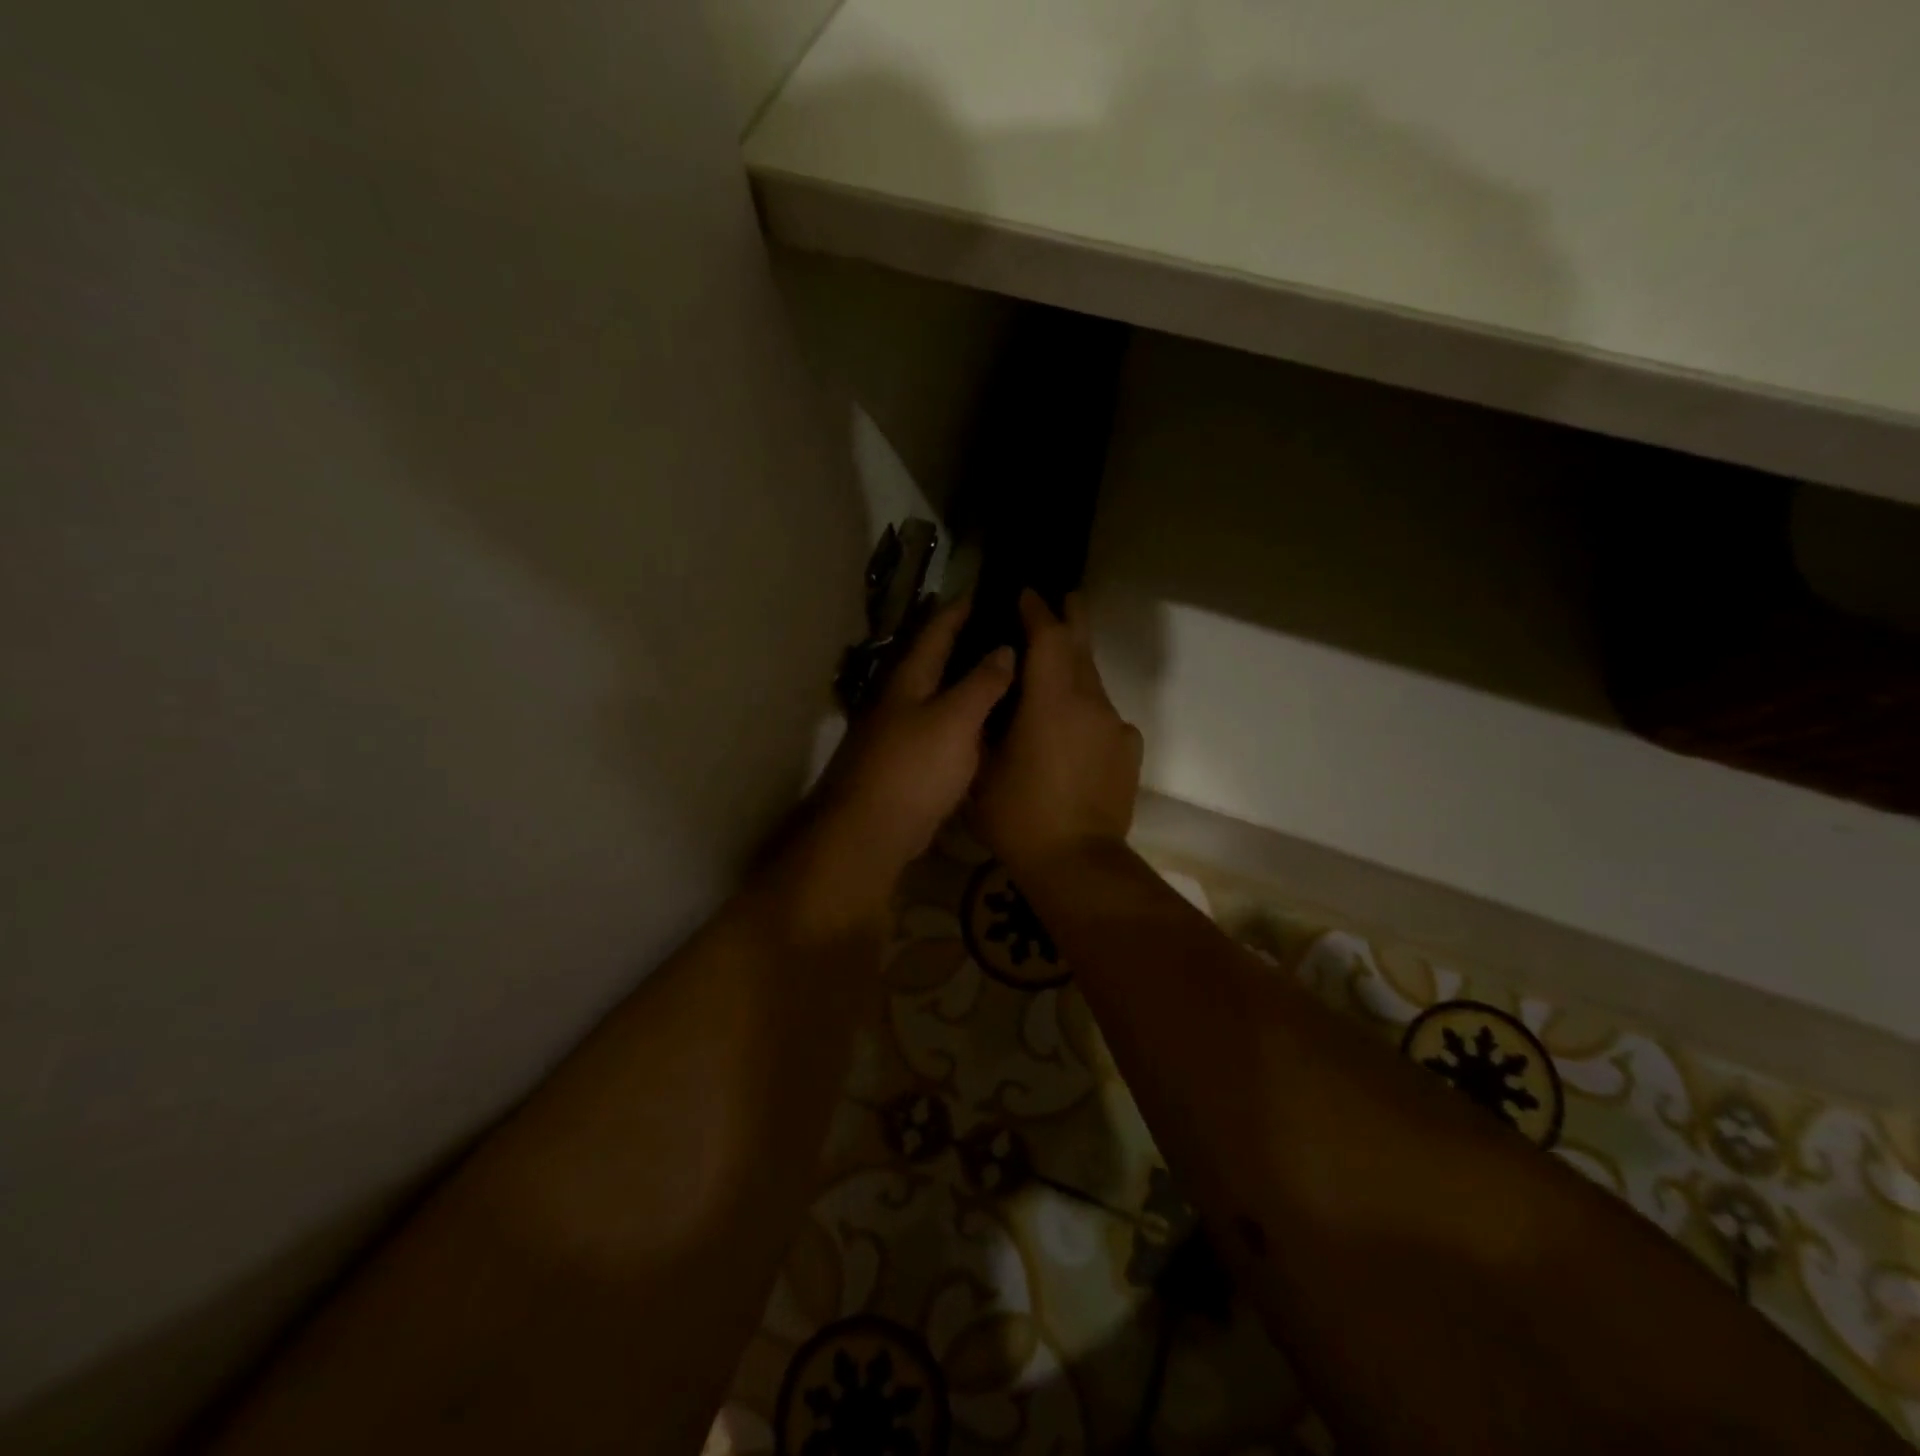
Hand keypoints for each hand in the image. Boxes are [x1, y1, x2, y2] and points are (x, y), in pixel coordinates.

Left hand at [791, 593, 1016, 928]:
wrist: (872, 831)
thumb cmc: (914, 768)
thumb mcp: (955, 720)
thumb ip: (981, 683)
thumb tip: (1004, 648)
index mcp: (909, 679)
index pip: (937, 630)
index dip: (960, 608)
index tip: (988, 590)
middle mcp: (901, 699)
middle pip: (935, 660)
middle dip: (966, 642)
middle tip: (1006, 629)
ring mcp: (901, 732)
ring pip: (940, 695)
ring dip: (967, 681)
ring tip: (1005, 671)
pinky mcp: (908, 762)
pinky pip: (942, 728)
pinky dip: (965, 718)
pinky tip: (987, 724)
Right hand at [973, 590, 1142, 878]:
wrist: (1077, 861)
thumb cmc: (1019, 815)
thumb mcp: (983, 768)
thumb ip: (988, 725)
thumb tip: (993, 698)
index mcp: (1051, 700)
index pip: (1048, 637)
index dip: (1037, 611)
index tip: (1026, 594)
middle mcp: (1090, 702)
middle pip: (1081, 647)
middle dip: (1072, 618)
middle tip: (1066, 597)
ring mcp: (1114, 726)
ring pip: (1094, 682)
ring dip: (1076, 667)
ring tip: (1058, 666)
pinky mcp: (1127, 750)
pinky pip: (1105, 716)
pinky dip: (1087, 709)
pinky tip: (1074, 728)